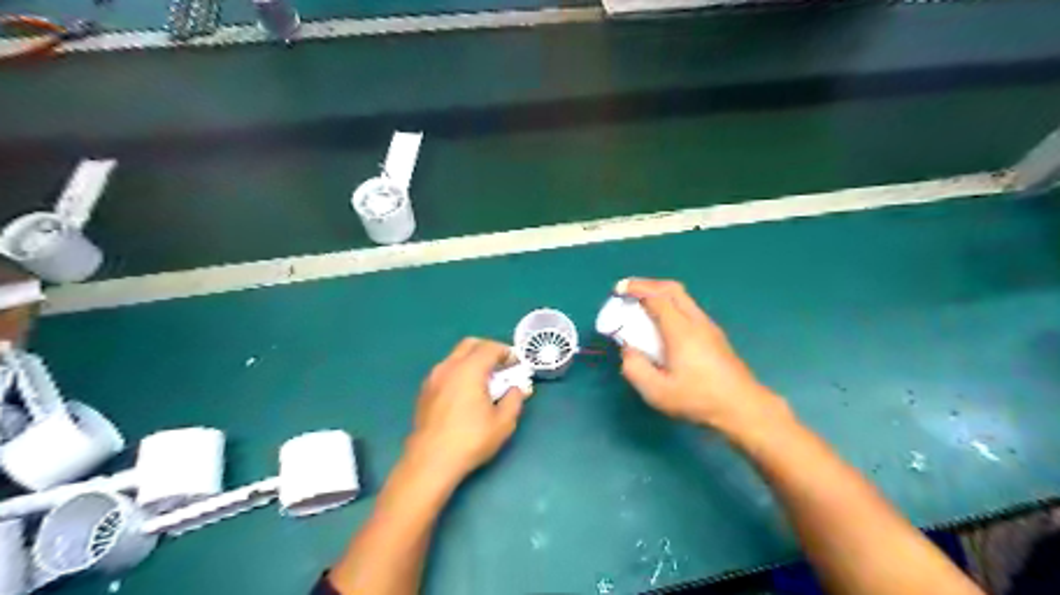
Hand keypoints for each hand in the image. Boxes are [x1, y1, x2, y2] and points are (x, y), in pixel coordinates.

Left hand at [407, 338, 529, 484]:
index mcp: (469, 370)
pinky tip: (466, 393)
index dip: (506, 352)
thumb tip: (518, 388)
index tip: (516, 364)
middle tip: (501, 367)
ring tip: (485, 381)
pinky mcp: (425, 391)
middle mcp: (449, 367)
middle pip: (470, 344)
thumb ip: (514, 399)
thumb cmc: (470, 440)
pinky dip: (459, 371)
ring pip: (455, 356)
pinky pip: (446, 370)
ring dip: (472, 360)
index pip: (490, 347)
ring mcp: (433, 378)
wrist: (430, 461)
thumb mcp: (503, 423)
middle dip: (488, 350)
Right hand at [622, 277, 785, 436]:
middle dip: (647, 284)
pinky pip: (688, 308)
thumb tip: (627, 350)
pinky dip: (671, 304)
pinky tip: (663, 322)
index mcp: (681, 331)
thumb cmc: (699, 399)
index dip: (636, 289)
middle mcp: (696, 321)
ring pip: (683, 297)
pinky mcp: (714, 334)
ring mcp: (708, 326)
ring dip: (660, 293)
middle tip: (628, 291)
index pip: (656, 298)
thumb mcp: (657, 392)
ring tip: (642, 304)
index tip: (618, 290)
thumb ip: (635, 368)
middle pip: (672, 289)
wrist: (742, 407)